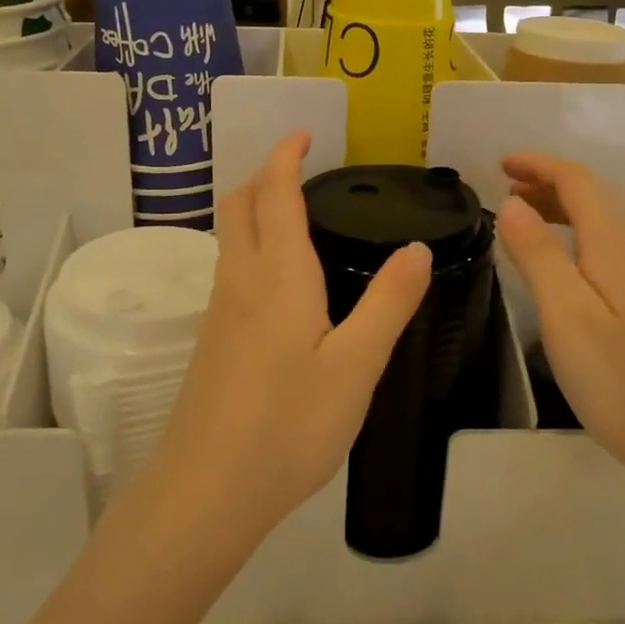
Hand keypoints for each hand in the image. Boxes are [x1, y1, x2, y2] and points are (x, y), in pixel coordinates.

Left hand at [147, 132, 432, 550]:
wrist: (207, 489)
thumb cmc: (289, 424)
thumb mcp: (356, 365)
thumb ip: (388, 303)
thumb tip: (417, 249)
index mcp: (278, 274)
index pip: (275, 193)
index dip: (286, 156)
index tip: (304, 133)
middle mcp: (240, 279)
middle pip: (238, 204)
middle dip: (264, 174)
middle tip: (299, 167)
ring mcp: (218, 309)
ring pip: (228, 236)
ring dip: (253, 208)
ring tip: (294, 214)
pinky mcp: (210, 338)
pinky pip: (229, 268)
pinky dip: (250, 245)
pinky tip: (278, 279)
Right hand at [495, 153, 624, 502]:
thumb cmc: (623, 381)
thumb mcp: (566, 316)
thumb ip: (538, 254)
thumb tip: (510, 204)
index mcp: (617, 243)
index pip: (577, 181)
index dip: (538, 165)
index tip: (498, 163)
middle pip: (595, 195)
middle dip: (549, 182)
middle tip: (505, 189)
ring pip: (606, 220)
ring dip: (564, 207)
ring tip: (525, 218)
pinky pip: (613, 245)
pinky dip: (580, 234)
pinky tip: (565, 262)